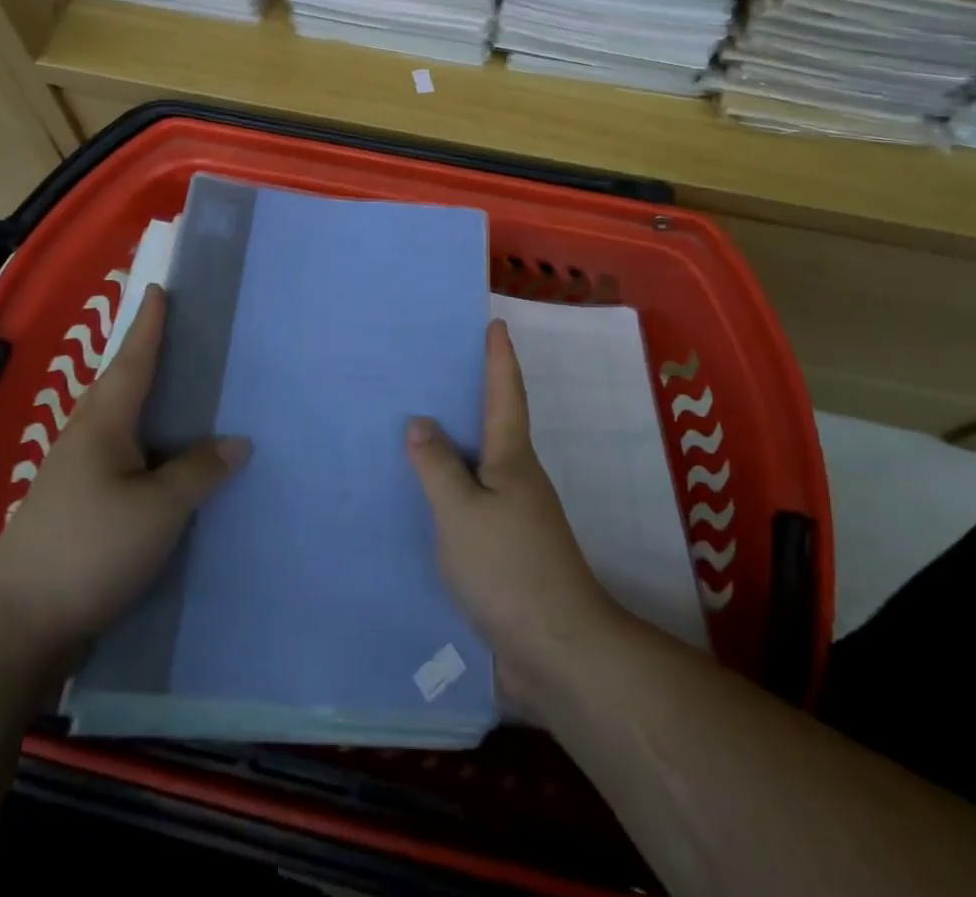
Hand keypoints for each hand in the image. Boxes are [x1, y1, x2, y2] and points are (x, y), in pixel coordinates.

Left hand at [0, 286, 249, 663]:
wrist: (15, 627)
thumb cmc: (89, 550)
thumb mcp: (158, 509)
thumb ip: (199, 471)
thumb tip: (237, 442)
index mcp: (103, 424)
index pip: (134, 361)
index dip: (149, 326)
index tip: (159, 290)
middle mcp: (86, 439)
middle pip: (122, 386)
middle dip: (147, 357)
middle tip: (181, 335)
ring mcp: (76, 476)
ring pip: (121, 424)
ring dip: (149, 403)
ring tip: (185, 394)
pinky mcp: (78, 509)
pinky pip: (122, 459)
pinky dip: (147, 446)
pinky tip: (168, 463)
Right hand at [406, 320, 620, 716]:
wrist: (557, 652)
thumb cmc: (509, 568)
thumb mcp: (462, 512)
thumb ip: (437, 466)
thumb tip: (421, 421)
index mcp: (513, 459)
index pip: (506, 394)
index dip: (500, 358)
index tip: (496, 324)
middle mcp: (519, 480)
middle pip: (495, 426)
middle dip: (472, 396)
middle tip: (435, 370)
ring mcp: (516, 518)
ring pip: (482, 467)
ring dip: (457, 446)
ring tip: (418, 430)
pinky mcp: (507, 553)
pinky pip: (473, 505)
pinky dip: (452, 490)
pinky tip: (425, 500)